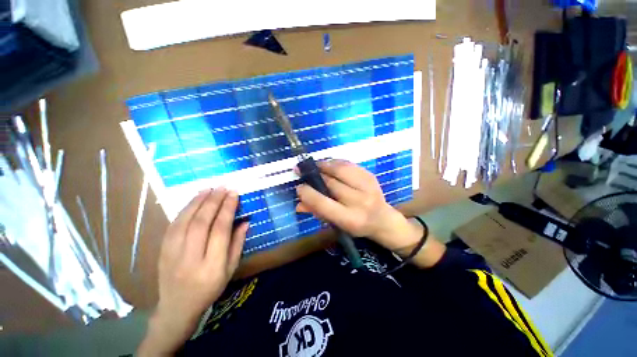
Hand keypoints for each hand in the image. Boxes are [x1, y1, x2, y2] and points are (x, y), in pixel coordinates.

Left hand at [138, 188, 248, 355]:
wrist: (177, 306)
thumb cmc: (210, 288)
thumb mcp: (230, 269)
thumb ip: (238, 244)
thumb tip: (246, 221)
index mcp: (212, 266)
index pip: (220, 230)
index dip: (227, 209)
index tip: (233, 194)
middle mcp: (191, 258)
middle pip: (201, 223)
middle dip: (213, 201)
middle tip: (223, 187)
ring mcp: (173, 254)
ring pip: (185, 221)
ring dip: (198, 202)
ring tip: (209, 189)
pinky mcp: (162, 250)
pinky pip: (173, 225)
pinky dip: (185, 210)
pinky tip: (194, 200)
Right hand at [296, 160, 444, 266]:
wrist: (382, 219)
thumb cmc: (356, 225)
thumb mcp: (336, 224)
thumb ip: (317, 213)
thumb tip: (298, 203)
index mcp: (350, 219)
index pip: (323, 204)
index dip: (308, 193)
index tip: (299, 186)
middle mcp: (360, 202)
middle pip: (331, 183)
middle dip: (314, 175)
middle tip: (303, 171)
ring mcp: (367, 186)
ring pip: (340, 169)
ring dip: (324, 165)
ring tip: (315, 165)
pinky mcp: (370, 176)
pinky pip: (349, 164)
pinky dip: (336, 162)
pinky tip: (329, 164)